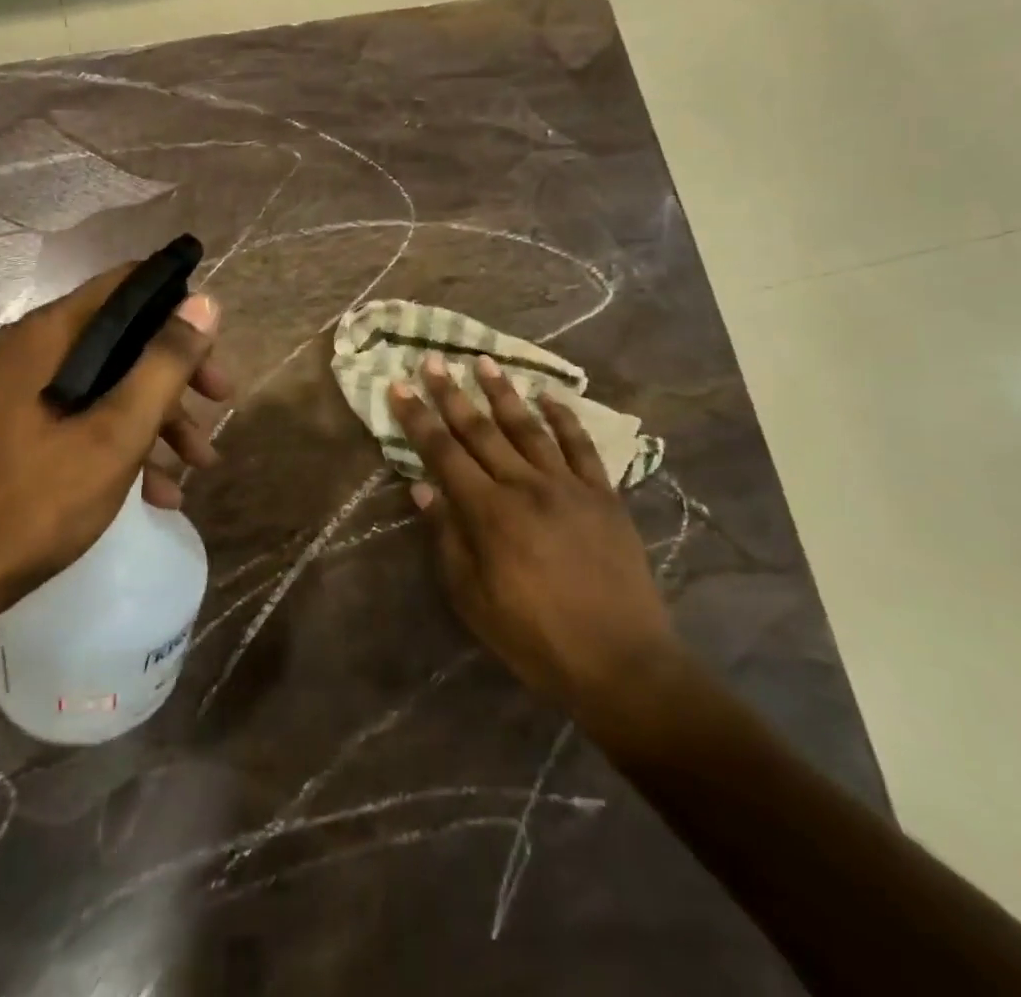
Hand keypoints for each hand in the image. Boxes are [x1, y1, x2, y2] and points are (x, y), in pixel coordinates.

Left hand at [0, 263, 228, 621]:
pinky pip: (87, 414)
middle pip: (126, 336)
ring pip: (111, 381)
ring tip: (200, 464)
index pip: (127, 285)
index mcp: (52, 334)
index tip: (215, 340)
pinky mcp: (23, 425)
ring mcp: (26, 388)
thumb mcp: (119, 430)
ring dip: (161, 417)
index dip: (177, 303)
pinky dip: (126, 442)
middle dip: (179, 372)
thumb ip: (165, 362)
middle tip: (221, 401)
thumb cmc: (40, 495)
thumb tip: (205, 302)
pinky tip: (160, 492)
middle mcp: (36, 348)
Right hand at [388, 353, 674, 719]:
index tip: (399, 385)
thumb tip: (421, 487)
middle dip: (452, 393)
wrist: (621, 661)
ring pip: (528, 427)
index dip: (418, 418)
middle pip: (481, 430)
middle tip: (434, 360)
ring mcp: (568, 486)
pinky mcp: (603, 494)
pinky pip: (581, 446)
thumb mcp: (473, 599)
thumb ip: (447, 538)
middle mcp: (525, 486)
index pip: (443, 453)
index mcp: (489, 513)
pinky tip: (550, 396)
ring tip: (484, 361)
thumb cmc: (535, 637)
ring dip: (503, 392)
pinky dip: (564, 418)